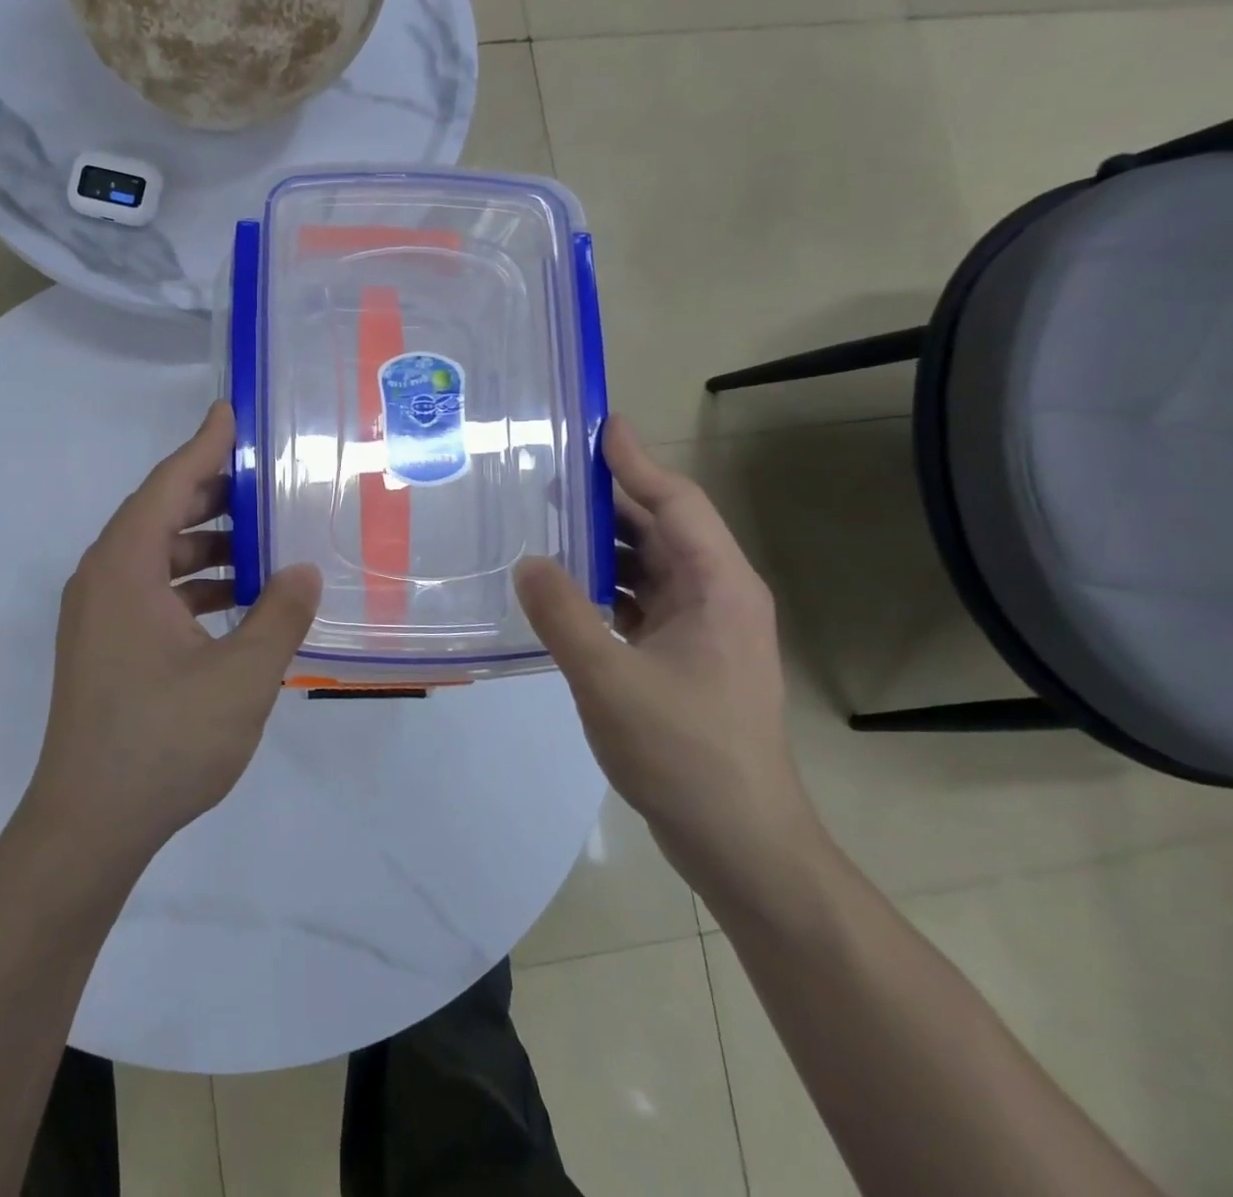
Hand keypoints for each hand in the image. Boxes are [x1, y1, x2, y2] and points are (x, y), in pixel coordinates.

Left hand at [23, 401, 321, 863]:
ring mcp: (98, 615)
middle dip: (212, 493)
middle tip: (266, 478)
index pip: (168, 485)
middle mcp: (102, 579)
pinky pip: (151, 591)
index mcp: (124, 569)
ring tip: (262, 540)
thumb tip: (303, 572)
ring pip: (156, 556)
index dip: (204, 445)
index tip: (231, 412)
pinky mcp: (104, 646)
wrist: (90, 823)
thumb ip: (279, 615)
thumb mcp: (241, 676)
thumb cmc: (164, 741)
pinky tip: (236, 601)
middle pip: (158, 515)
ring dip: (205, 544)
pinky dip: (191, 584)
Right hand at [515, 417, 821, 897]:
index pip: (676, 502)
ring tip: (545, 524)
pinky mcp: (685, 659)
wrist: (738, 840)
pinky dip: (604, 587)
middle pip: (662, 528)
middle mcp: (717, 597)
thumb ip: (562, 614)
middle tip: (549, 474)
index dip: (636, 461)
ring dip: (603, 545)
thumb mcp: (609, 678)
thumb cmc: (684, 752)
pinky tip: (563, 590)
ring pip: (650, 567)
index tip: (598, 424)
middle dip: (609, 499)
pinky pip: (641, 602)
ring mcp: (704, 631)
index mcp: (718, 587)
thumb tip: (526, 561)